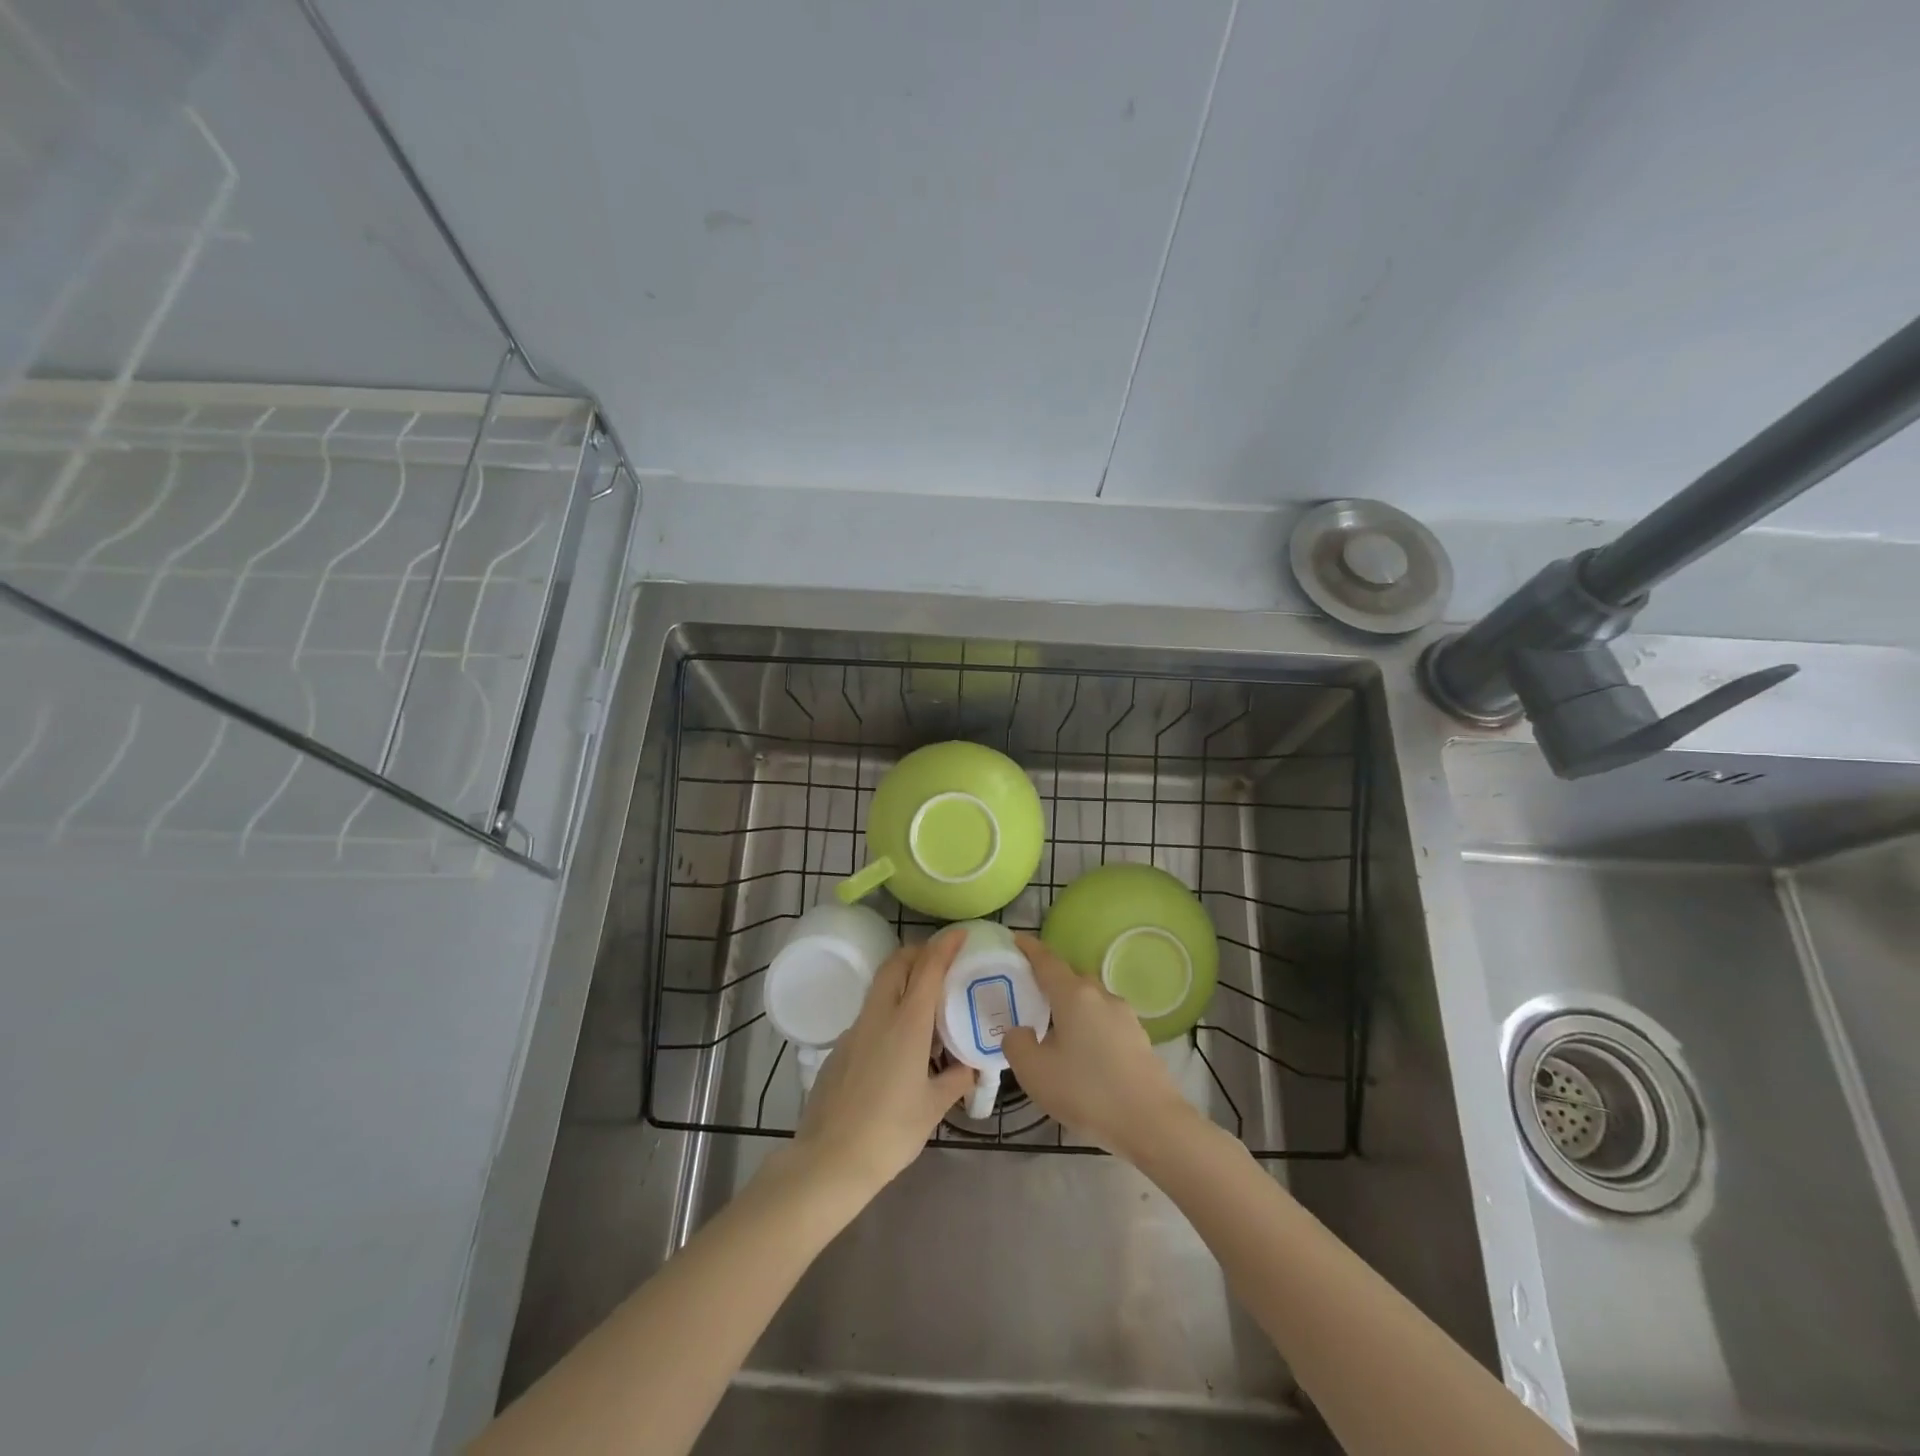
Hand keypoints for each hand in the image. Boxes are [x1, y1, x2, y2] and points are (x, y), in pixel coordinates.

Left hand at [784, 928, 975, 1199]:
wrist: (829, 1160)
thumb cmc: (890, 1132)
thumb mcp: (934, 1107)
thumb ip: (956, 1079)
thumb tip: (970, 1066)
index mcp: (906, 1023)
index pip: (928, 967)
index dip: (945, 945)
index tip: (961, 933)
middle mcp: (878, 1016)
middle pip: (896, 964)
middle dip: (918, 953)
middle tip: (941, 961)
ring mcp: (854, 1030)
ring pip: (880, 988)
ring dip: (902, 982)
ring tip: (925, 1005)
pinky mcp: (839, 1049)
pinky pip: (869, 1016)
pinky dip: (888, 1012)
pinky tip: (898, 1047)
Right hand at [1001, 932, 1195, 1160]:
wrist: (1151, 1122)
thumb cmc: (1087, 1091)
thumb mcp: (1035, 1072)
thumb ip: (1016, 1044)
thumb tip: (1019, 1031)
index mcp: (1074, 995)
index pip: (1046, 960)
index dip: (1029, 948)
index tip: (1015, 939)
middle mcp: (1100, 995)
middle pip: (1070, 978)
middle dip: (1049, 981)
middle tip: (1028, 995)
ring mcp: (1124, 1015)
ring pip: (1090, 1001)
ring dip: (1071, 1007)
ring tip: (1054, 1030)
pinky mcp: (1138, 1037)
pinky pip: (1104, 1021)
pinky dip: (1089, 1026)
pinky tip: (1082, 1053)